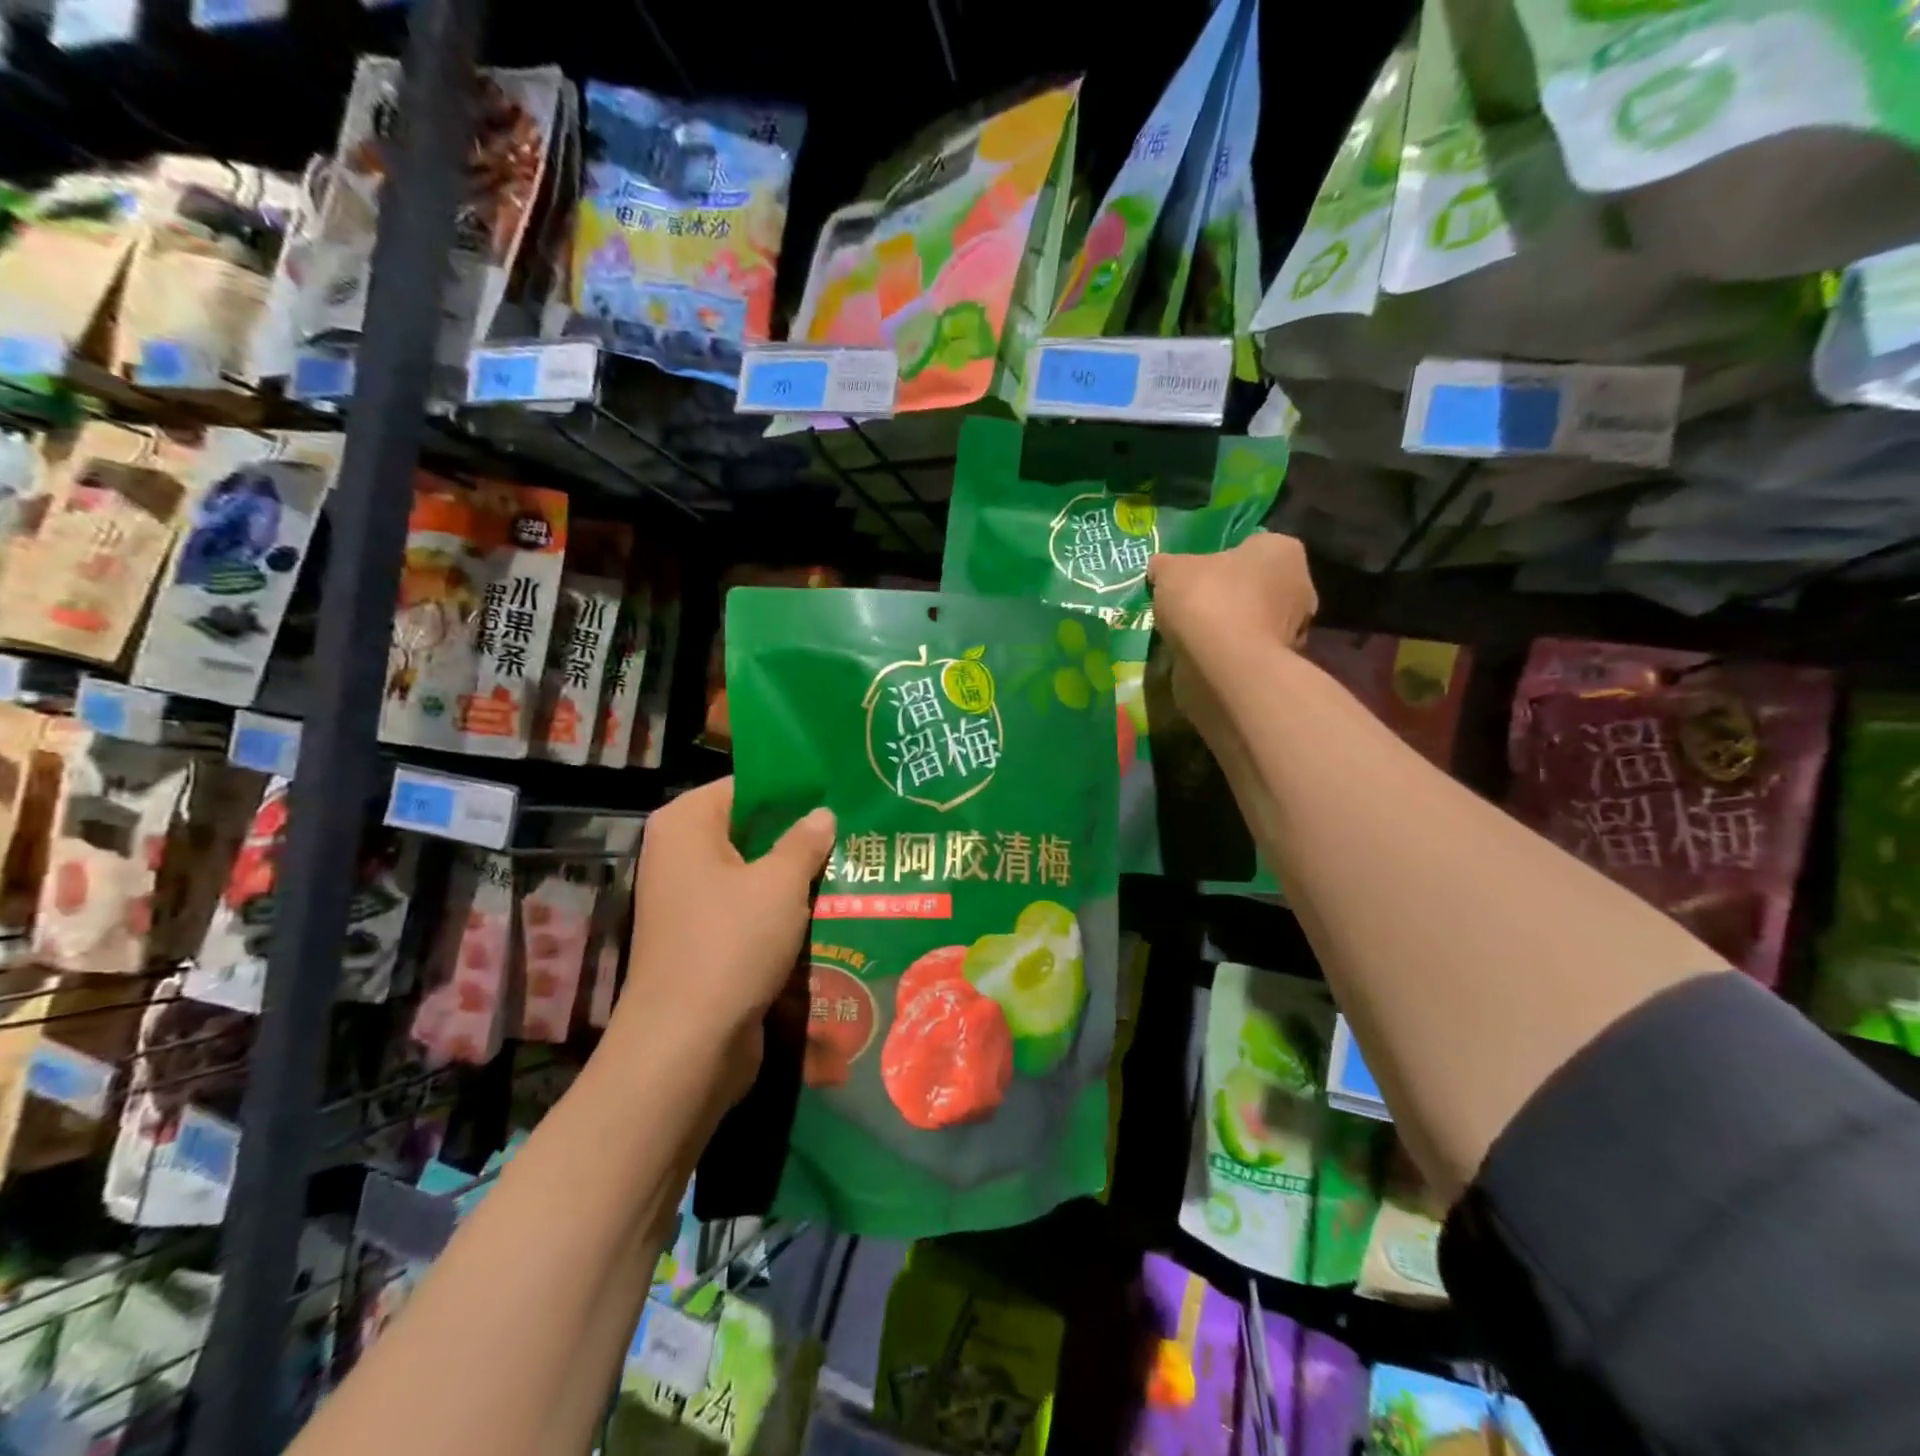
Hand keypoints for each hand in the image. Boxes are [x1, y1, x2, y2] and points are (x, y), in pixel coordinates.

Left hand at [611, 779, 834, 1107]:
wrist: (687, 1045)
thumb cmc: (731, 943)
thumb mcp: (779, 883)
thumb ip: (805, 841)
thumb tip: (823, 814)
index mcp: (687, 824)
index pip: (746, 785)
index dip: (794, 787)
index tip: (841, 789)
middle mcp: (681, 855)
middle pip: (751, 828)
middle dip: (801, 832)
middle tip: (857, 825)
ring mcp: (690, 900)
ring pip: (755, 872)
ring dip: (798, 873)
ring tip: (855, 861)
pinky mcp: (705, 939)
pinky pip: (750, 909)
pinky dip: (784, 908)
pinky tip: (832, 906)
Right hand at [1149, 532, 1316, 662]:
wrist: (1224, 666)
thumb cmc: (1207, 600)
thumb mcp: (1172, 570)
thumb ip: (1167, 565)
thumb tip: (1161, 567)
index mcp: (1282, 550)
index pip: (1252, 546)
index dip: (1222, 559)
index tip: (1197, 574)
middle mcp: (1299, 585)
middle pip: (1256, 585)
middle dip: (1230, 595)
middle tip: (1193, 605)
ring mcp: (1295, 630)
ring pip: (1253, 621)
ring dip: (1229, 627)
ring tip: (1192, 636)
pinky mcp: (1280, 664)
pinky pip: (1247, 650)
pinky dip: (1229, 653)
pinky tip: (1203, 657)